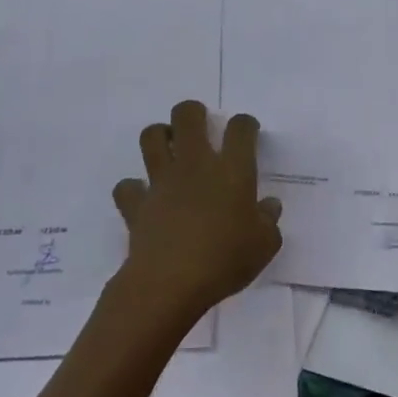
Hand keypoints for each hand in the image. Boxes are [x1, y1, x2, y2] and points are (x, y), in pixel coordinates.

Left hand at [112, 100, 281, 323]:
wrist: (169, 283)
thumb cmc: (224, 260)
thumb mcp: (264, 245)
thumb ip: (269, 221)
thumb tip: (269, 206)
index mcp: (232, 170)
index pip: (240, 129)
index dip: (245, 124)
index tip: (247, 132)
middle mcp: (195, 165)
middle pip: (187, 116)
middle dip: (192, 112)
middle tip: (199, 125)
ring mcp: (161, 181)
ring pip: (151, 137)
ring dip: (159, 136)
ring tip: (169, 149)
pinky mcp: (137, 204)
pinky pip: (128, 186)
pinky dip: (133, 189)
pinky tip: (143, 197)